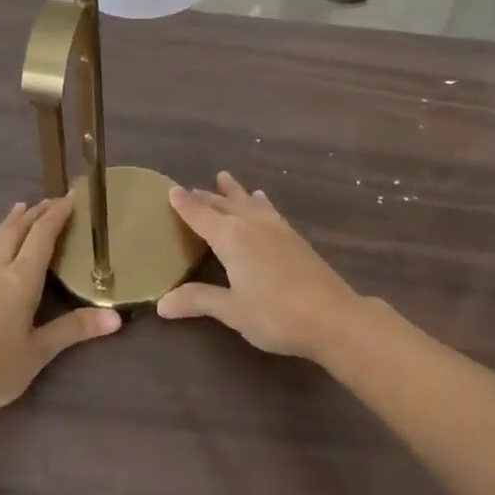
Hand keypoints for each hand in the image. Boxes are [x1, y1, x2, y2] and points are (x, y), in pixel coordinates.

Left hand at [0, 197, 121, 420]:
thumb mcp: (41, 351)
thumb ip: (75, 329)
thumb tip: (116, 317)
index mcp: (21, 281)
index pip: (43, 238)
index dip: (57, 215)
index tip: (71, 197)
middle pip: (17, 234)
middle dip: (36, 215)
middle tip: (50, 200)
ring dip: (7, 224)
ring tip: (19, 207)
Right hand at [157, 172, 371, 363]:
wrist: (332, 316)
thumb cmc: (275, 314)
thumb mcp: (232, 311)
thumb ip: (198, 300)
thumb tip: (162, 304)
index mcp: (231, 237)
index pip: (200, 215)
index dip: (184, 204)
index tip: (170, 189)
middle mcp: (251, 224)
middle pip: (223, 204)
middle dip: (205, 197)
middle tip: (190, 189)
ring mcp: (276, 228)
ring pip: (248, 201)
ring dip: (233, 191)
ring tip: (224, 178)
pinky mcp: (294, 237)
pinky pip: (268, 209)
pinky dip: (258, 201)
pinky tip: (262, 200)